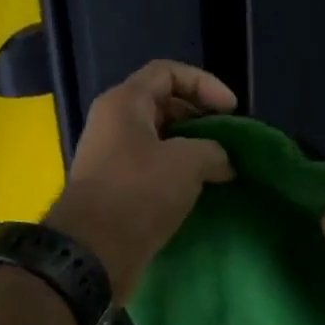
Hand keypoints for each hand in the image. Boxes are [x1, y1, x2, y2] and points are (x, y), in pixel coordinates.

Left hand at [46, 61, 235, 301]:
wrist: (93, 252)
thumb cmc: (139, 193)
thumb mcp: (188, 162)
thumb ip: (214, 150)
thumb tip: (223, 162)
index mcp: (124, 103)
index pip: (168, 72)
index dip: (205, 84)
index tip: (231, 111)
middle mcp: (114, 123)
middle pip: (164, 104)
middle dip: (201, 118)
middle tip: (228, 140)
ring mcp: (113, 157)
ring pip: (161, 140)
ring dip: (192, 149)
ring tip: (220, 167)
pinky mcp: (117, 188)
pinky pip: (154, 168)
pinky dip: (179, 173)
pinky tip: (200, 190)